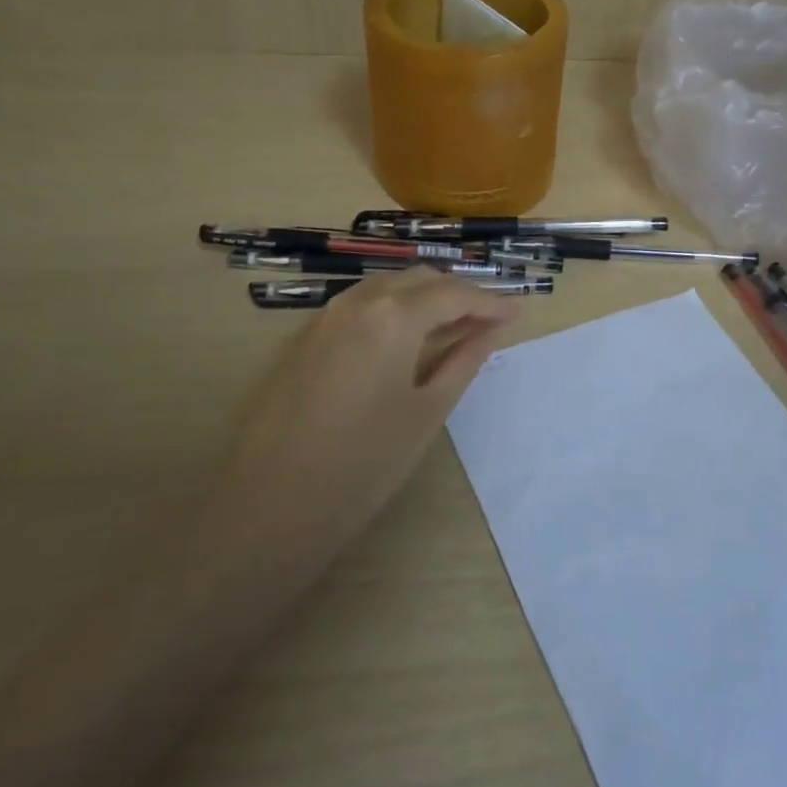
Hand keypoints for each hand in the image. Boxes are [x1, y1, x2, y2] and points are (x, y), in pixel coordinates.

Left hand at [214, 268, 519, 563]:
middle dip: (457, 293)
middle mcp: (357, 301)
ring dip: (423, 297)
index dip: (490, 302)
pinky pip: (359, 306)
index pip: (453, 294)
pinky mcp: (303, 338)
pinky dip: (391, 310)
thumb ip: (463, 361)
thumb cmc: (364, 464)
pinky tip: (404, 339)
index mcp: (394, 315)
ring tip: (452, 326)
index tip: (517, 312)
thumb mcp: (427, 412)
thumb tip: (491, 331)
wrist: (269, 507)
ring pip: (386, 287)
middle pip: (419, 279)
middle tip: (488, 319)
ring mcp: (324, 317)